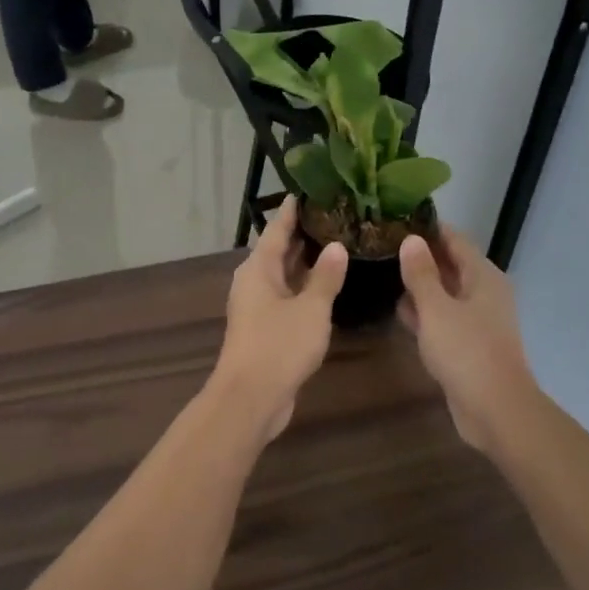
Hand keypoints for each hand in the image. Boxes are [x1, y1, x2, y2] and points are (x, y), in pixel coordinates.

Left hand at [210, 199, 347, 442]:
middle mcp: (254, 282)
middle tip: (333, 215)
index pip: (277, 230)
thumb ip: (325, 277)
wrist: (251, 398)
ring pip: (284, 275)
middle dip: (303, 234)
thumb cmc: (279, 346)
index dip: (292, 211)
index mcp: (258, 269)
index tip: (308, 190)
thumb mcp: (311, 309)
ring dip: (305, 262)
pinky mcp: (265, 328)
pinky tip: (327, 285)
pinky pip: (287, 296)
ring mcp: (258, 307)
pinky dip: (305, 287)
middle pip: (278, 251)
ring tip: (336, 243)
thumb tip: (337, 247)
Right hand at [398, 230, 535, 453]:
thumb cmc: (466, 351)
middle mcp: (484, 293)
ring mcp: (478, 321)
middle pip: (451, 265)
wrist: (495, 410)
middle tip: (383, 247)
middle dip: (421, 257)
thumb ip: (421, 273)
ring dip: (421, 287)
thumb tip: (411, 240)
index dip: (428, 229)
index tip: (397, 220)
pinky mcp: (469, 345)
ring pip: (445, 294)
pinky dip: (426, 314)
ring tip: (384, 274)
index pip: (455, 239)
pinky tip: (400, 313)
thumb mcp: (436, 308)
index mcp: (482, 276)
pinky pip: (444, 319)